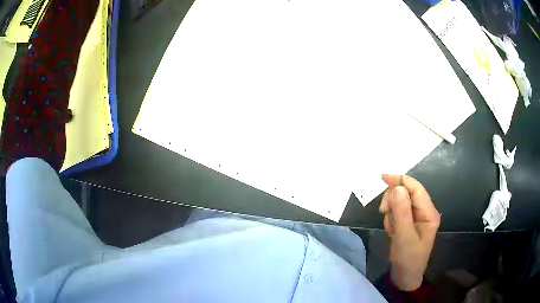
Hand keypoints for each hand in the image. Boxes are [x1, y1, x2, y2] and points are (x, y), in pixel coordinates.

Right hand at [379, 174, 439, 290]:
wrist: (405, 276)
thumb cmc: (408, 259)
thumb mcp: (404, 237)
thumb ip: (402, 212)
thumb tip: (396, 188)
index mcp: (429, 213)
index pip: (416, 188)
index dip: (400, 180)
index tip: (382, 178)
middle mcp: (424, 211)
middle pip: (406, 193)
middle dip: (393, 201)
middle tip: (384, 213)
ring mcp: (416, 216)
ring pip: (399, 202)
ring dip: (391, 212)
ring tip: (392, 229)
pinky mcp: (408, 221)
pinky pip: (396, 212)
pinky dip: (391, 219)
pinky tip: (392, 231)